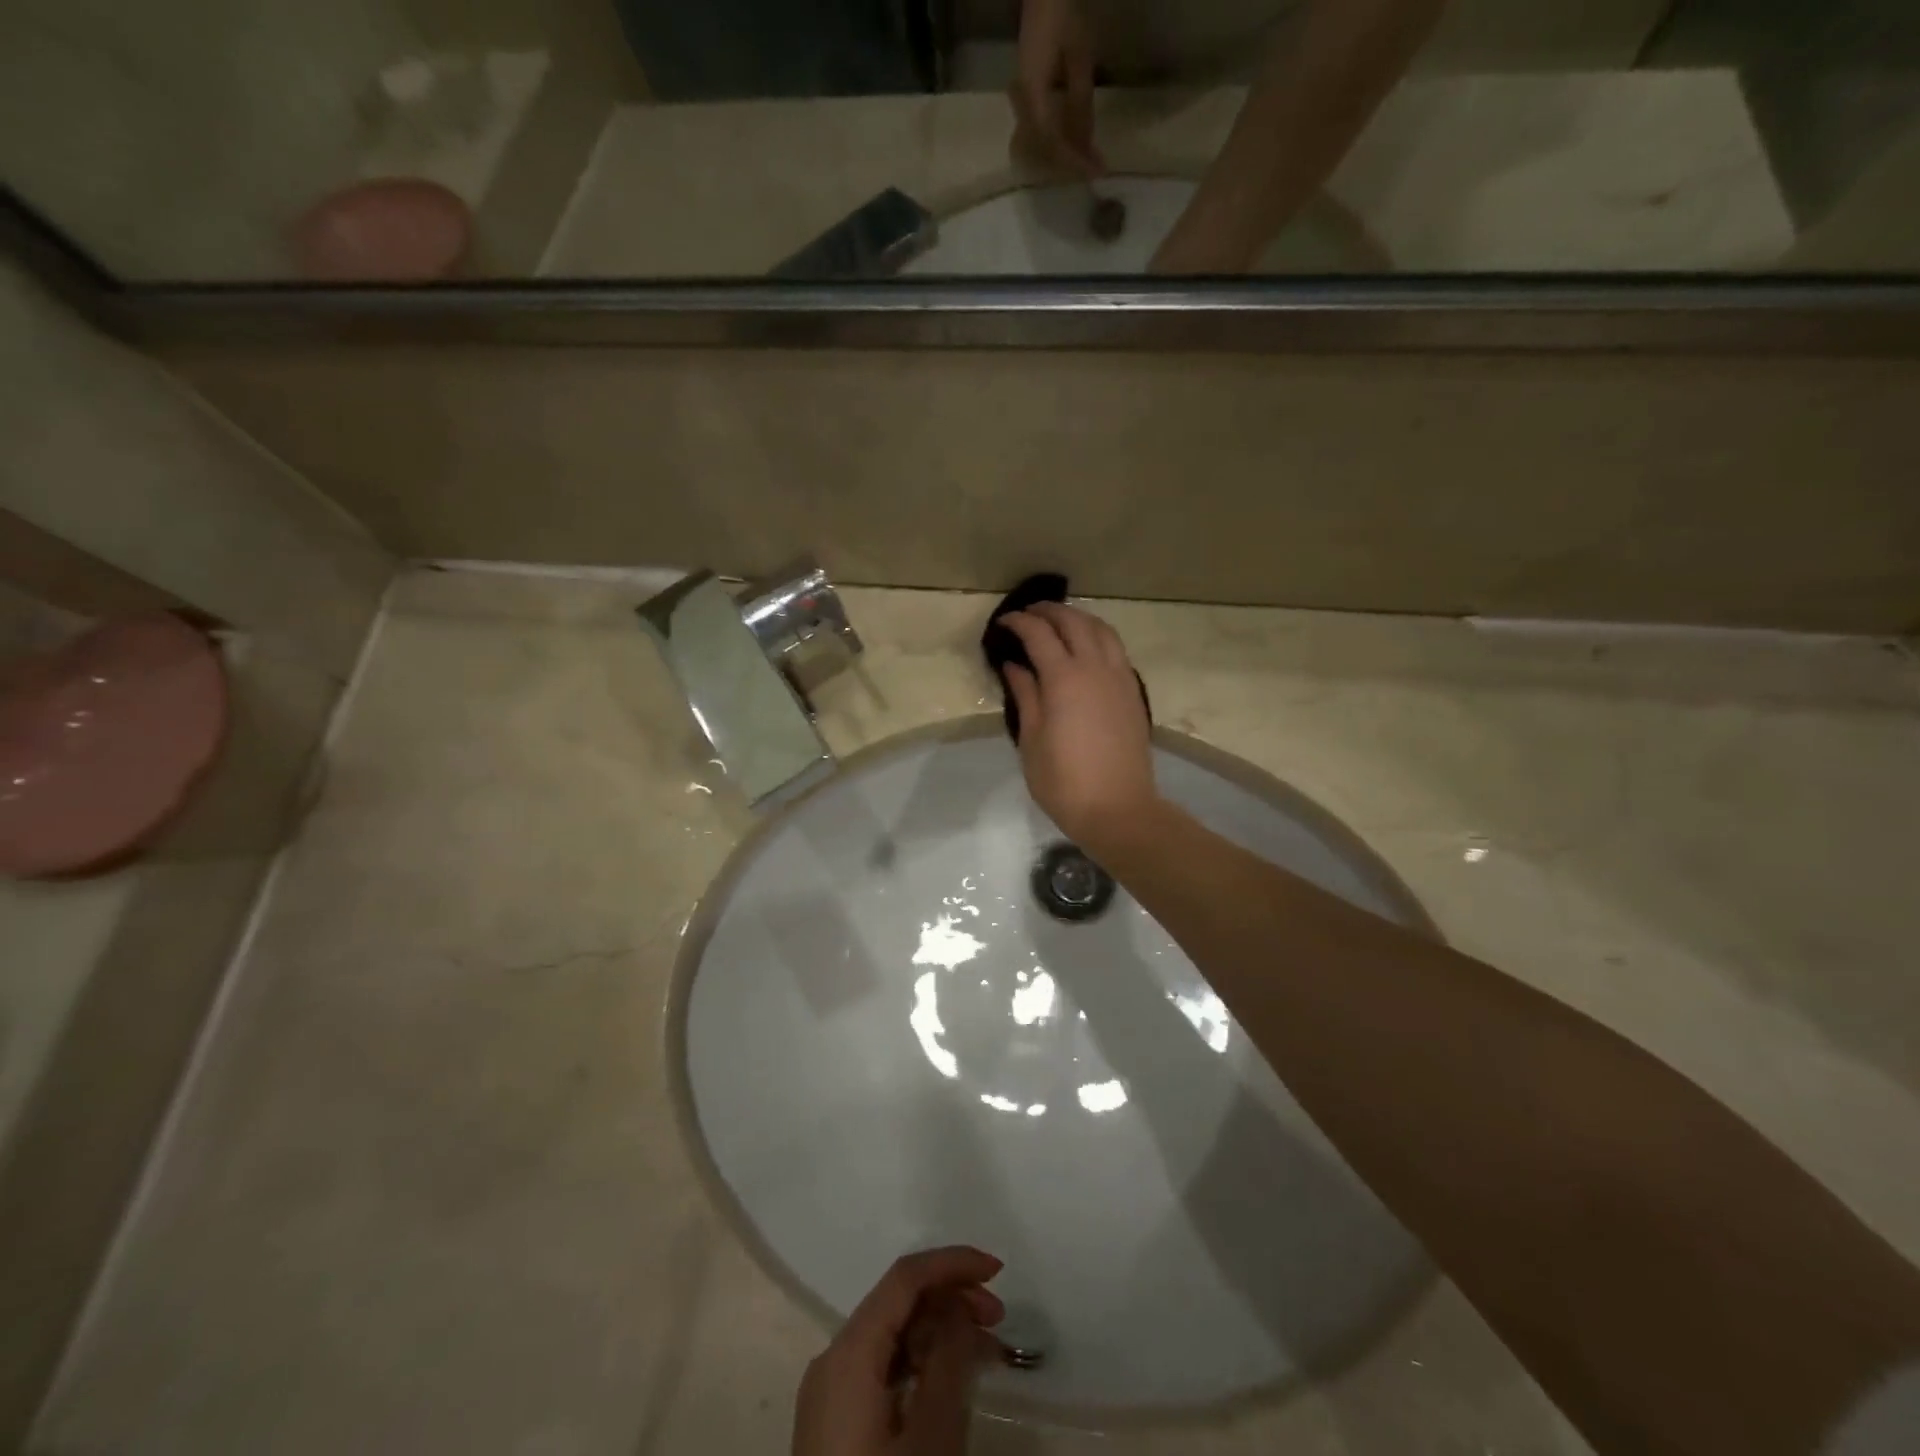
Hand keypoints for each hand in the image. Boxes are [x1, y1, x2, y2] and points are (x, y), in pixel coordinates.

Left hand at [792, 1246, 1006, 1455]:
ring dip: (940, 1334)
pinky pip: (882, 1371)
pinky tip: (953, 1380)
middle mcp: (832, 1361)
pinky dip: (920, 1365)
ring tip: (988, 1350)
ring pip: (891, 1338)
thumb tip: (959, 1307)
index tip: (999, 1271)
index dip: (952, 1263)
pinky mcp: (835, 1427)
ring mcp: (830, 1396)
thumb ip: (949, 1360)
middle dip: (950, 1299)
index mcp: (847, 1352)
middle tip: (999, 1318)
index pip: (903, 1278)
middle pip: (896, 1304)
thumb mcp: (930, 1436)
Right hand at [1000, 602, 1158, 853]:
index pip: (1039, 635)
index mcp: (1064, 679)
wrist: (1118, 809)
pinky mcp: (1133, 693)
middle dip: (1049, 611)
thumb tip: (1015, 665)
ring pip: (1102, 630)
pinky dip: (1098, 636)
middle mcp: (1095, 668)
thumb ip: (1026, 695)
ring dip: (1079, 618)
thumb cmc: (1064, 781)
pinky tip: (1087, 648)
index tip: (1003, 622)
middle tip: (1028, 613)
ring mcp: (1120, 678)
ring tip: (1060, 621)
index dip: (1019, 623)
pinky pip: (1116, 649)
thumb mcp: (1032, 740)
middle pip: (1074, 623)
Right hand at [1010, 0, 1103, 177]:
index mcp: (1032, 94)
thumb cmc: (1062, 15)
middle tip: (1096, 168)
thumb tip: (1086, 144)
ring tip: (1089, 158)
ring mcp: (1021, 102)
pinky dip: (1060, 140)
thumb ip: (1080, 102)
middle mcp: (1022, 104)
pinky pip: (1042, 131)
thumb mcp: (1079, 56)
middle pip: (1045, 148)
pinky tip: (1075, 142)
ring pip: (1042, 143)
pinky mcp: (1027, 98)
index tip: (1095, 171)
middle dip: (1072, 161)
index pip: (1052, 141)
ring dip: (1066, 153)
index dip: (1074, 160)